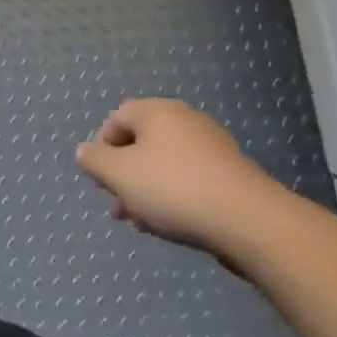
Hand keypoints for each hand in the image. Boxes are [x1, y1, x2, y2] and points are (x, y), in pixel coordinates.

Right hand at [74, 99, 290, 267]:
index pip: (116, 118)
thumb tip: (86, 152)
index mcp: (157, 111)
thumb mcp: (119, 175)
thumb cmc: (174, 189)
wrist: (250, 222)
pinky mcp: (232, 176)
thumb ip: (94, 161)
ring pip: (165, 165)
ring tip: (142, 222)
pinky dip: (175, 197)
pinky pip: (191, 180)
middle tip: (118, 206)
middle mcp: (185, 121)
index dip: (102, 147)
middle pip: (141, 143)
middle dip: (125, 175)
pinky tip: (171, 225)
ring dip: (147, 190)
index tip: (102, 179)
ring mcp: (213, 147)